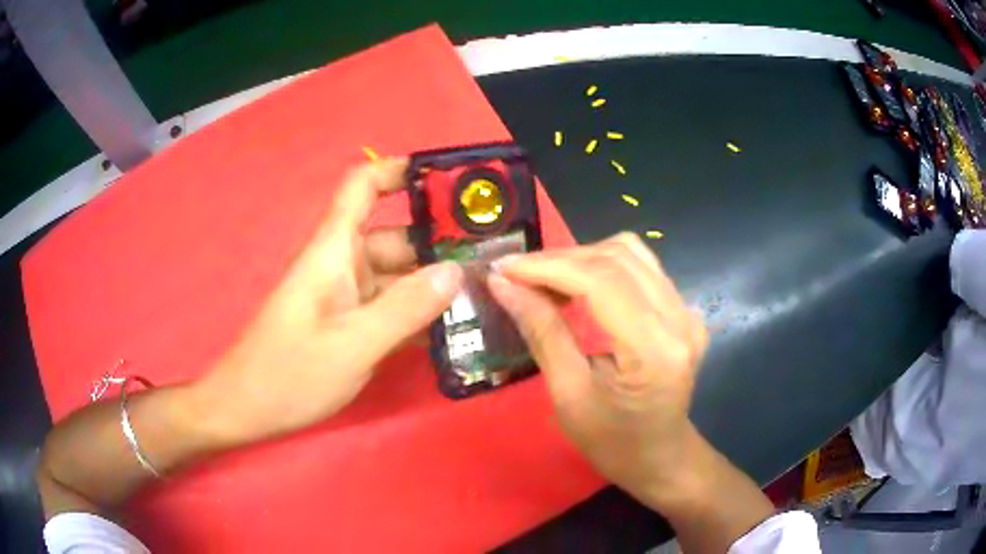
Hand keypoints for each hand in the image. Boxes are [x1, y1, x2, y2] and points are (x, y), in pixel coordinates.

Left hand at [199, 159, 462, 441]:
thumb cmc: (290, 372)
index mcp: (333, 249)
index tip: (449, 182)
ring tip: (482, 297)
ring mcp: (345, 295)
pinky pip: (389, 306)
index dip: (400, 171)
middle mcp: (341, 263)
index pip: (363, 186)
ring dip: (432, 284)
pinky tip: (451, 330)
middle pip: (395, 237)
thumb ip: (405, 308)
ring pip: (396, 276)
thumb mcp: (352, 343)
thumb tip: (455, 272)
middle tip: (491, 262)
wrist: (248, 408)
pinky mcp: (348, 323)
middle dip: (438, 244)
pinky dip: (416, 312)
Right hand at [488, 232, 708, 504]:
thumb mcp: (569, 395)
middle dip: (560, 259)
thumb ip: (542, 332)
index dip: (547, 266)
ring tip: (542, 278)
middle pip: (617, 258)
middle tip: (516, 275)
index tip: (502, 267)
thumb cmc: (613, 443)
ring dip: (581, 257)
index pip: (601, 282)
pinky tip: (577, 284)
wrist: (661, 458)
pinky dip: (603, 266)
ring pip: (631, 253)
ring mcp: (687, 312)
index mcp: (654, 349)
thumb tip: (503, 284)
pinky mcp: (684, 311)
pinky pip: (642, 268)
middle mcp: (680, 319)